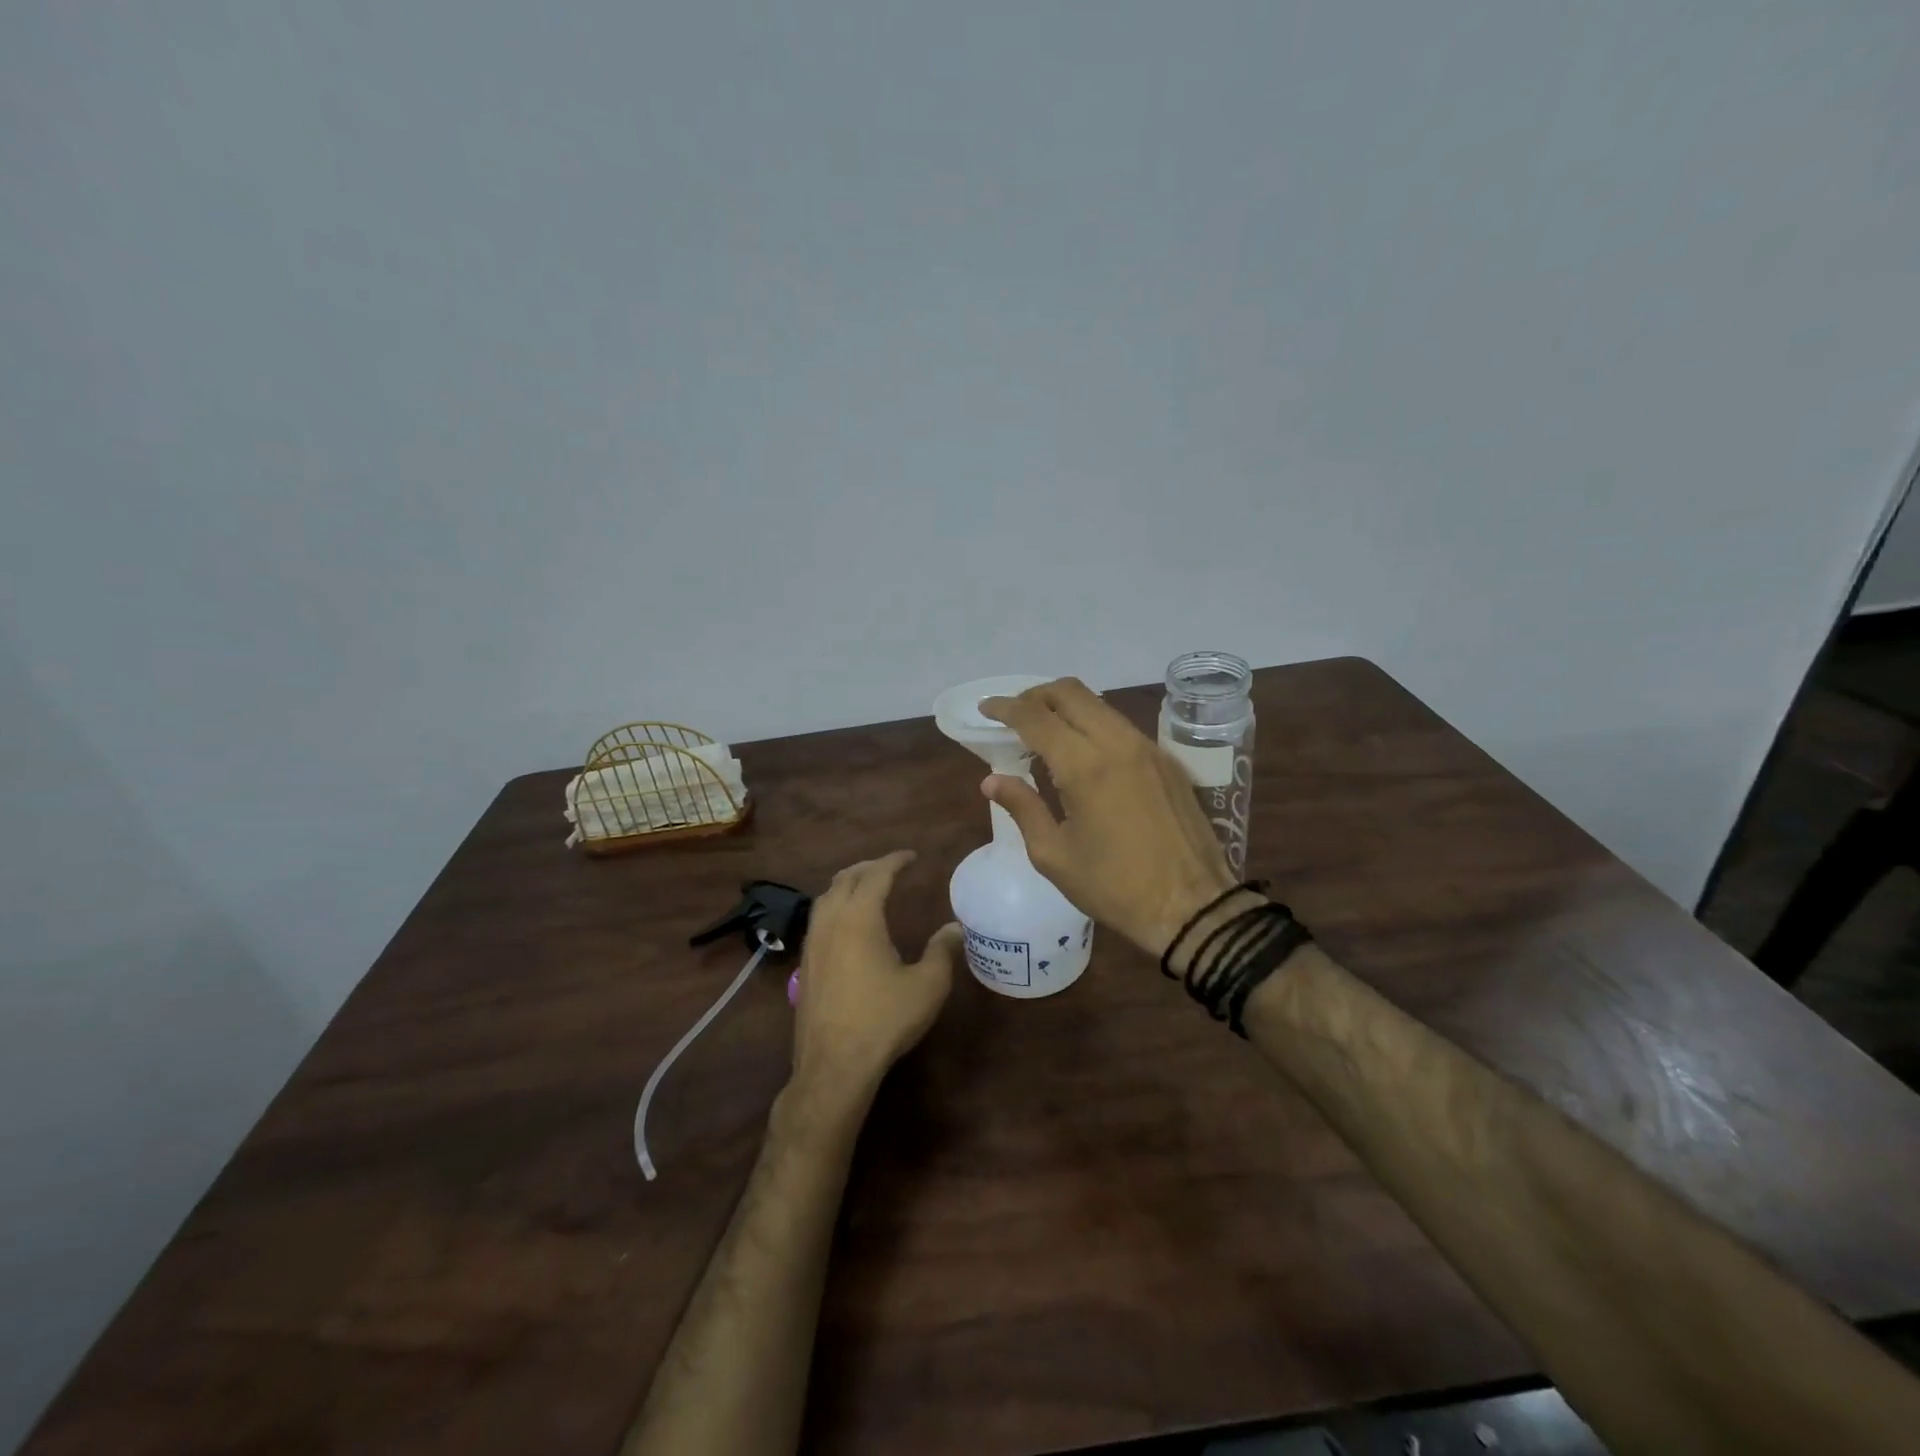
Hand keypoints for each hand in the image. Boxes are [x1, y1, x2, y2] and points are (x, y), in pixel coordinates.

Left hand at [790, 851, 959, 1105]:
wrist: (834, 1065)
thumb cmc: (884, 1020)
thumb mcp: (927, 986)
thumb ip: (942, 952)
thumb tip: (955, 928)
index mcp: (859, 918)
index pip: (876, 875)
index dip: (895, 861)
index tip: (912, 857)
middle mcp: (830, 922)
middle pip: (846, 879)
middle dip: (869, 867)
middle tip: (891, 867)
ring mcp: (812, 943)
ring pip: (826, 897)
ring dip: (847, 884)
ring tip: (867, 887)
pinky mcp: (805, 964)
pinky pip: (818, 918)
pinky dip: (835, 905)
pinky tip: (847, 924)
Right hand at [980, 678, 1239, 959]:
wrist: (1192, 906)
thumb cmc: (1114, 887)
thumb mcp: (1054, 855)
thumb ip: (1023, 808)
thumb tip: (991, 780)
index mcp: (1085, 766)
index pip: (1036, 717)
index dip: (1005, 707)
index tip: (986, 709)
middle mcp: (1117, 743)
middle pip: (1070, 692)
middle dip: (1035, 696)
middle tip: (1014, 716)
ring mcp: (1147, 748)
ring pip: (1098, 704)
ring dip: (1065, 707)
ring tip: (1044, 732)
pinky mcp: (1166, 760)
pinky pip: (1120, 725)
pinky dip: (1092, 723)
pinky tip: (1082, 753)